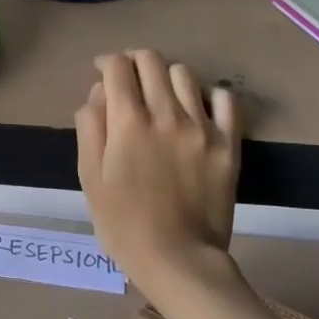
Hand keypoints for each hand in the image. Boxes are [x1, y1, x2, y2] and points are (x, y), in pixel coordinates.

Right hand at [76, 50, 242, 307]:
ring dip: (167, 75)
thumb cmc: (123, 223)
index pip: (117, 67)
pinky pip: (226, 99)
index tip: (102, 72)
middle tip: (129, 78)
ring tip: (162, 94)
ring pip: (185, 73)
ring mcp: (202, 126)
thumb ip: (91, 127)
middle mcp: (166, 113)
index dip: (106, 62)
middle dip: (134, 60)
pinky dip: (210, 93)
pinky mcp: (228, 143)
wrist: (178, 259)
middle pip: (151, 60)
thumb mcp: (91, 177)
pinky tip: (199, 107)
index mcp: (128, 121)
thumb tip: (98, 92)